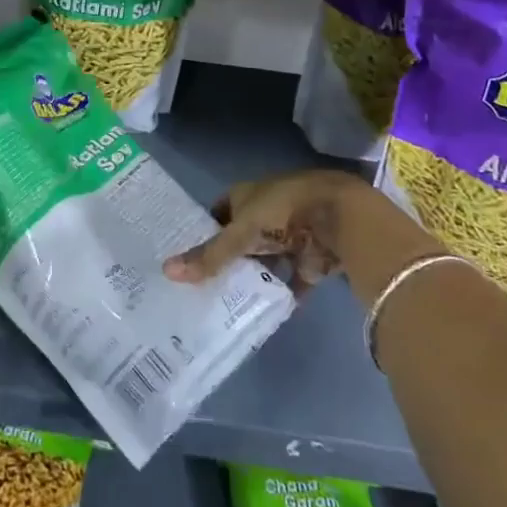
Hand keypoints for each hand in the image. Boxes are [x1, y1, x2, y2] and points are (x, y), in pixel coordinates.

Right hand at [162, 169, 437, 294]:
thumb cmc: (281, 213)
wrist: (340, 217)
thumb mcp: (239, 234)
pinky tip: (265, 312)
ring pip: (266, 258)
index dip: (204, 230)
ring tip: (226, 301)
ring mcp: (290, 235)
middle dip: (227, 257)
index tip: (187, 254)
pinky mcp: (311, 259)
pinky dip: (283, 293)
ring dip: (254, 275)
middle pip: (241, 237)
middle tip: (201, 284)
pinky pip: (292, 279)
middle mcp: (266, 212)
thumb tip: (167, 271)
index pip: (217, 212)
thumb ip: (209, 256)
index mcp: (246, 195)